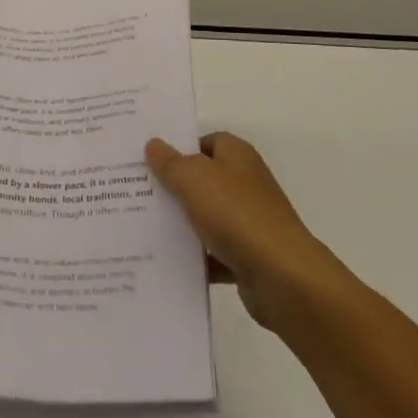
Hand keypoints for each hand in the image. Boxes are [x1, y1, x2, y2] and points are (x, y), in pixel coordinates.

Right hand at [145, 131, 345, 331]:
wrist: (282, 276)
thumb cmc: (236, 214)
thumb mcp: (194, 179)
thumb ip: (171, 162)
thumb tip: (154, 144)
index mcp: (237, 156)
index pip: (206, 141)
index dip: (179, 148)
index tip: (148, 160)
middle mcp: (245, 184)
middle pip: (203, 180)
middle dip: (173, 187)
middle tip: (136, 193)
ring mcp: (248, 222)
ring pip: (206, 218)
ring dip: (182, 225)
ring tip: (142, 228)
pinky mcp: (247, 257)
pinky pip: (213, 253)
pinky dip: (195, 258)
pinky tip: (166, 262)